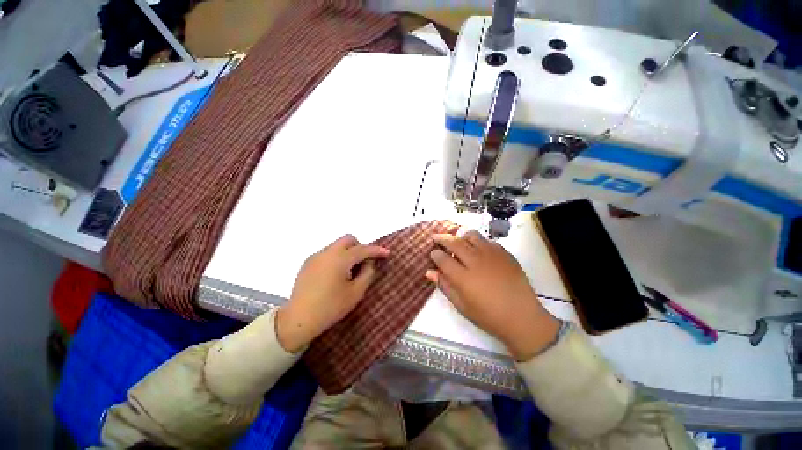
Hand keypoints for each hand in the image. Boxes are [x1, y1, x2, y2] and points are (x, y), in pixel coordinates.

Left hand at [276, 235, 389, 352]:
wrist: (298, 320)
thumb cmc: (331, 307)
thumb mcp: (355, 292)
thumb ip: (367, 273)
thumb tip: (368, 262)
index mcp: (340, 259)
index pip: (363, 249)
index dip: (377, 250)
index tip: (387, 253)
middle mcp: (327, 253)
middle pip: (348, 239)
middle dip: (360, 247)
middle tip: (364, 263)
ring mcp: (315, 257)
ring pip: (337, 246)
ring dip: (348, 253)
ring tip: (349, 272)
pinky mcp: (307, 263)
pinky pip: (328, 253)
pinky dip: (337, 258)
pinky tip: (335, 275)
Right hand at [426, 231, 559, 360]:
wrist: (521, 317)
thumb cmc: (488, 315)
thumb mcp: (462, 305)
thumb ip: (444, 286)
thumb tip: (429, 272)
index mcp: (463, 277)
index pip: (443, 259)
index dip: (435, 254)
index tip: (433, 253)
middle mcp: (475, 261)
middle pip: (454, 242)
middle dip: (442, 238)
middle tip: (436, 238)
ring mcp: (491, 255)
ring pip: (471, 235)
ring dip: (461, 237)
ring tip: (458, 242)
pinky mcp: (504, 253)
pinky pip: (487, 241)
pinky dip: (478, 242)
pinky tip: (478, 250)